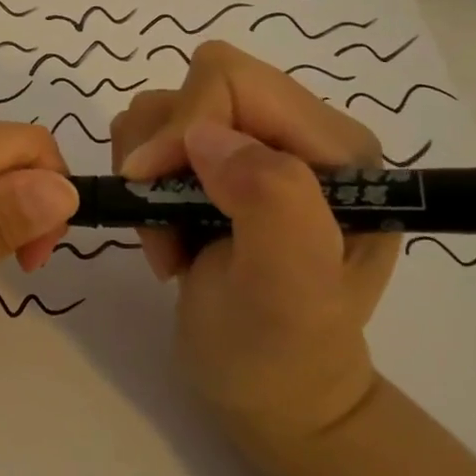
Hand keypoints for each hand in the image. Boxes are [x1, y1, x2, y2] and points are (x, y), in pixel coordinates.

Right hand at [110, 40, 398, 452]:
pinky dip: (140, 184)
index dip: (181, 125)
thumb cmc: (282, 354)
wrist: (268, 395)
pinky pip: (148, 137)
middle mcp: (295, 133)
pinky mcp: (212, 164)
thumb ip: (271, 203)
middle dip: (161, 153)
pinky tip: (168, 234)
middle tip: (164, 223)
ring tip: (171, 241)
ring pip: (162, 108)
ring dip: (148, 175)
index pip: (234, 81)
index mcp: (334, 148)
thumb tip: (205, 136)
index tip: (151, 188)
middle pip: (194, 85)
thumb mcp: (290, 291)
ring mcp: (251, 145)